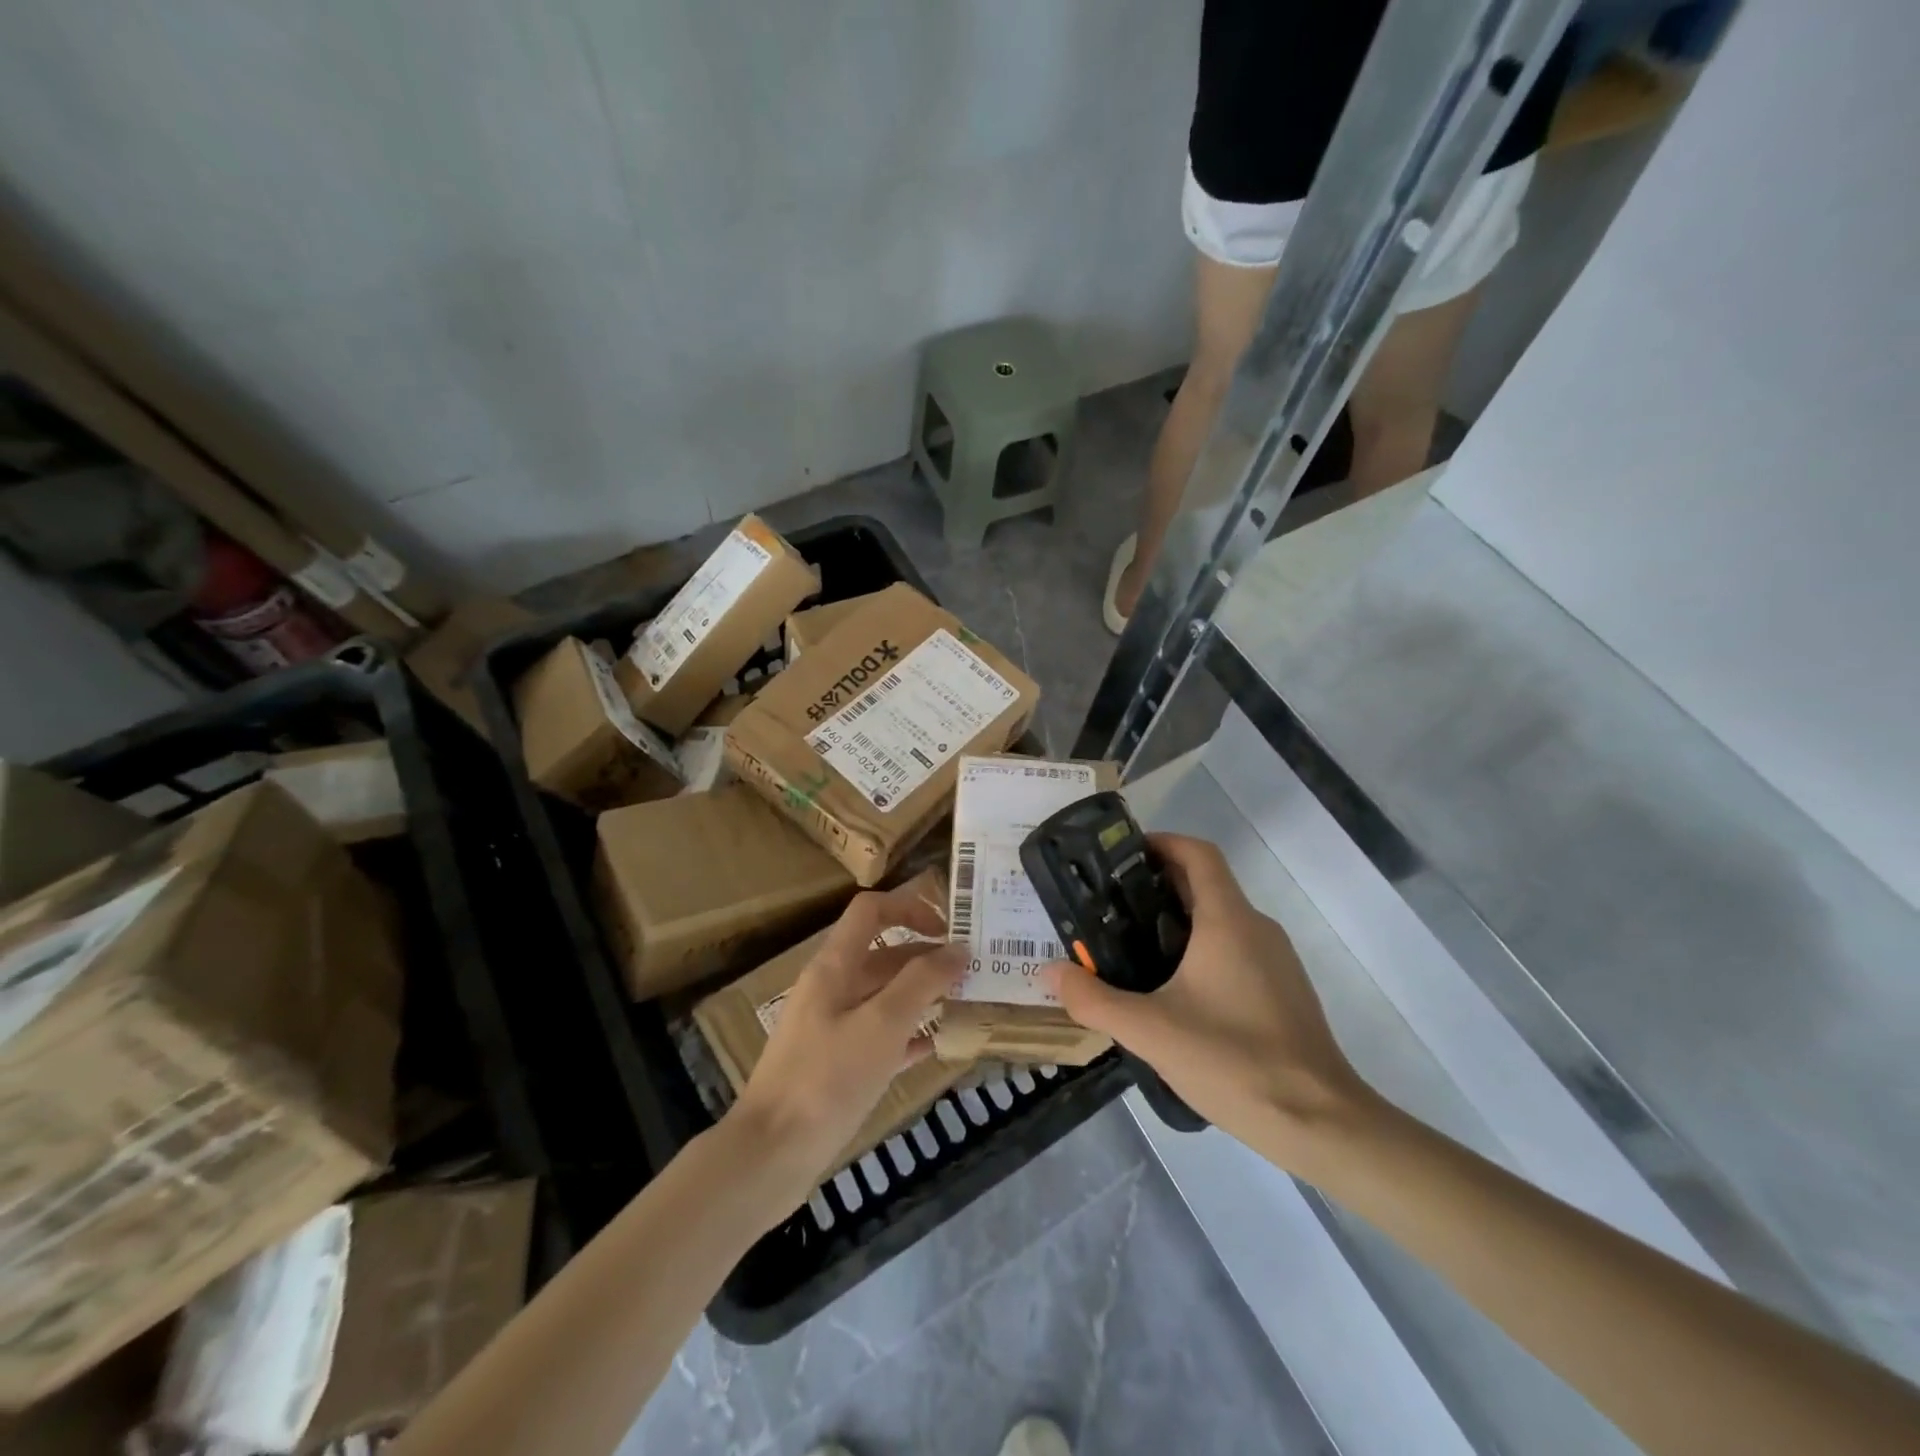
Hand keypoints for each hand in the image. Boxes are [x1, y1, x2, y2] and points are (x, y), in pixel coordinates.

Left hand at [730, 873, 964, 1200]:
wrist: (770, 1156)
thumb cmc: (827, 1079)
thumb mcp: (882, 1024)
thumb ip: (922, 982)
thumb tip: (958, 948)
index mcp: (834, 966)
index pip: (871, 911)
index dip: (910, 907)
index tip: (950, 929)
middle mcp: (831, 988)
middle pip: (883, 954)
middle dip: (926, 956)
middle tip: (972, 972)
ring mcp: (830, 1028)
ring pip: (883, 996)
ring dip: (921, 995)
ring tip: (964, 1004)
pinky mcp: (834, 1065)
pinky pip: (878, 1036)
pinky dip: (907, 1034)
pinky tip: (936, 1046)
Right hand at [1045, 834, 1372, 1164]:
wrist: (1320, 1123)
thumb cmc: (1234, 1061)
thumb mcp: (1150, 1031)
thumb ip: (1094, 1000)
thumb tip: (1051, 972)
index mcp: (1228, 921)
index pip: (1198, 853)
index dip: (1162, 843)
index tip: (1121, 857)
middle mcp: (1257, 928)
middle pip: (1205, 885)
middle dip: (1156, 887)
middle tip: (1110, 909)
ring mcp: (1276, 960)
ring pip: (1221, 920)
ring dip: (1177, 922)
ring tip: (1132, 950)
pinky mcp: (1283, 991)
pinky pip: (1236, 950)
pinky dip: (1201, 951)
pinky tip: (1175, 994)